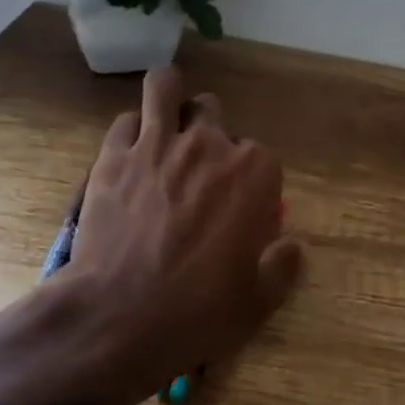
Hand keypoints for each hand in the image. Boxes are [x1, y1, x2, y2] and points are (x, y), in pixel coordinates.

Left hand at [62, 65, 302, 404]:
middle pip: (214, 111)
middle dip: (212, 131)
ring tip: (166, 119)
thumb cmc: (200, 311)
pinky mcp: (112, 156)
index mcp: (254, 174)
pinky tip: (131, 154)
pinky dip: (132, 131)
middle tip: (202, 167)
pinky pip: (125, 121)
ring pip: (165, 87)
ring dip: (170, 98)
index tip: (243, 208)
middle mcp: (208, 146)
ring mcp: (156, 145)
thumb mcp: (259, 301)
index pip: (263, 157)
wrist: (120, 317)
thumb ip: (283, 265)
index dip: (253, 182)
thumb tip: (292, 247)